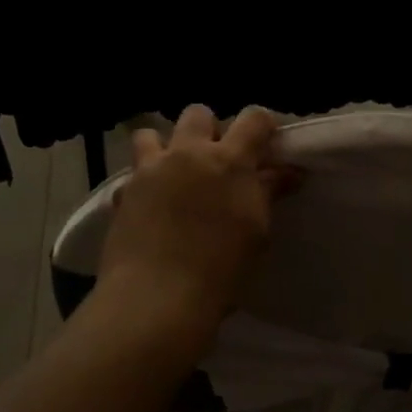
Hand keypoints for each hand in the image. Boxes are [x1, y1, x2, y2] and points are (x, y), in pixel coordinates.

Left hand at [97, 106, 294, 330]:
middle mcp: (187, 153)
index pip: (253, 119)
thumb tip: (289, 172)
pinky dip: (142, 182)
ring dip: (166, 146)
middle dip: (209, 130)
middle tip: (216, 162)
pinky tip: (150, 206)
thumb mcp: (257, 232)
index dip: (262, 126)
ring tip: (174, 175)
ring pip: (152, 134)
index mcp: (228, 160)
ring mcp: (150, 170)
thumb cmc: (221, 270)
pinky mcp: (123, 192)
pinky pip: (132, 173)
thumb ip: (268, 193)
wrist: (157, 297)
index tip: (266, 143)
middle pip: (197, 114)